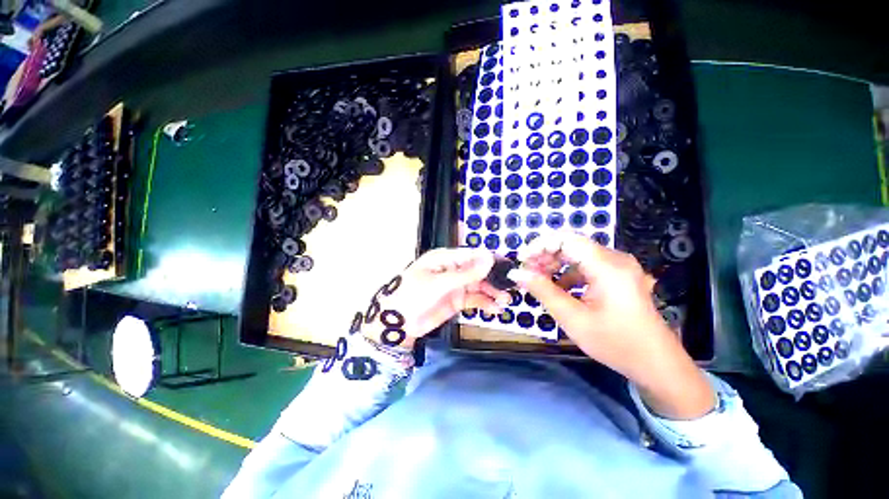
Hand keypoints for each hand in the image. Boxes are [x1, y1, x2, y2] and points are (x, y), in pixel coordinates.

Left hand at [361, 248, 509, 348]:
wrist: (397, 324)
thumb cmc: (413, 295)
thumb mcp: (439, 283)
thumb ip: (466, 273)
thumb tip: (489, 256)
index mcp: (445, 258)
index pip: (472, 255)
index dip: (490, 260)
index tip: (508, 267)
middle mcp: (452, 269)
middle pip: (478, 271)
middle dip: (494, 279)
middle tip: (511, 287)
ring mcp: (455, 286)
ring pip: (479, 286)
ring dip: (492, 293)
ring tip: (505, 302)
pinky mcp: (456, 301)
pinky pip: (475, 300)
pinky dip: (485, 304)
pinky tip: (495, 309)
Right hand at [508, 231, 713, 418]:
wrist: (656, 364)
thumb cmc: (615, 343)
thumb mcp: (573, 318)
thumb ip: (543, 291)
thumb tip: (517, 273)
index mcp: (607, 266)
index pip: (566, 239)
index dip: (539, 245)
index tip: (522, 260)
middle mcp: (614, 259)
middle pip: (571, 245)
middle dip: (545, 256)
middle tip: (527, 273)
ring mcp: (618, 267)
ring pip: (577, 255)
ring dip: (554, 265)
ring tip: (538, 281)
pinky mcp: (618, 276)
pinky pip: (586, 266)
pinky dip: (567, 274)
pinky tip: (558, 289)